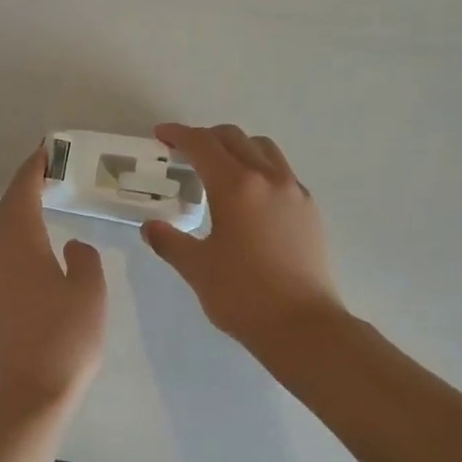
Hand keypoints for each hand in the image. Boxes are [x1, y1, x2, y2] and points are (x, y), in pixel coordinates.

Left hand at [0, 147, 108, 416]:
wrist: (27, 396)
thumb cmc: (65, 339)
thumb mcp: (89, 293)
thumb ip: (84, 260)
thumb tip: (71, 246)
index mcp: (19, 244)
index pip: (22, 193)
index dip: (32, 169)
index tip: (45, 151)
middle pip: (6, 210)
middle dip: (23, 188)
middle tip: (46, 173)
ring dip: (17, 214)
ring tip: (41, 205)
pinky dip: (14, 239)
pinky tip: (31, 250)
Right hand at [141, 123, 343, 348]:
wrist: (303, 326)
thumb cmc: (242, 295)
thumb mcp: (196, 268)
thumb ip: (169, 241)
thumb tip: (150, 227)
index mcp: (236, 186)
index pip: (202, 144)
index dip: (178, 134)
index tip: (161, 135)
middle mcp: (268, 178)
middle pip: (234, 138)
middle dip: (206, 138)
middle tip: (184, 152)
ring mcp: (294, 192)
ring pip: (263, 149)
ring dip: (237, 147)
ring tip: (219, 169)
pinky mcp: (310, 210)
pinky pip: (281, 172)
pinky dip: (259, 169)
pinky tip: (249, 197)